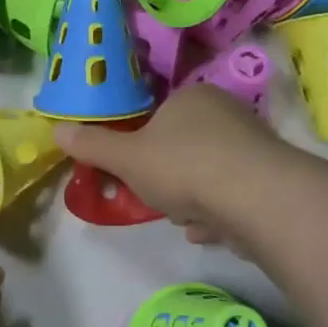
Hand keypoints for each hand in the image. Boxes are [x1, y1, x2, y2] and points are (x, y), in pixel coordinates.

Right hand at [54, 85, 279, 247]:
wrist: (255, 198)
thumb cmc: (182, 166)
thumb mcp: (125, 158)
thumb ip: (92, 145)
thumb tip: (56, 130)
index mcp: (191, 97)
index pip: (158, 116)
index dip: (141, 147)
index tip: (134, 172)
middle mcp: (227, 113)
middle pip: (181, 149)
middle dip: (167, 179)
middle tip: (159, 197)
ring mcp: (253, 146)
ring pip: (206, 175)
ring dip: (192, 201)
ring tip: (188, 217)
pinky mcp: (271, 179)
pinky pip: (231, 196)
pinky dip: (218, 213)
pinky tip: (210, 229)